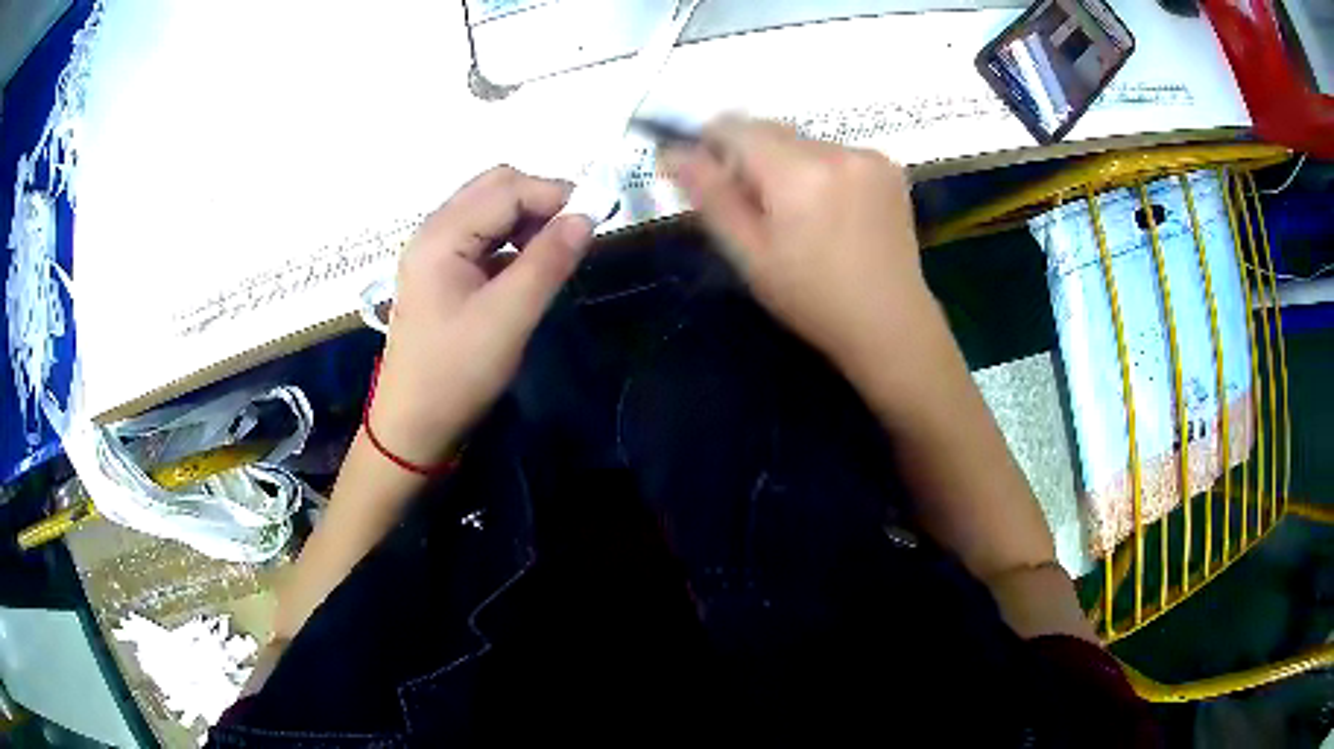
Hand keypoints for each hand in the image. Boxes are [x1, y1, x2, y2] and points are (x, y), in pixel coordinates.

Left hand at [369, 166, 593, 468]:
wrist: (414, 424)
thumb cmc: (457, 373)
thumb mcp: (509, 318)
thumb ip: (548, 261)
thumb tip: (587, 216)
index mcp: (441, 236)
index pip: (507, 189)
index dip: (555, 194)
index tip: (598, 216)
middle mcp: (433, 231)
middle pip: (494, 187)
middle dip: (540, 199)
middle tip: (576, 230)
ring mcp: (434, 250)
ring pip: (489, 208)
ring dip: (527, 217)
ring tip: (557, 249)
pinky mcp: (440, 270)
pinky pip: (482, 234)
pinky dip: (512, 238)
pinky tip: (529, 264)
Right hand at [664, 118, 931, 368]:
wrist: (889, 321)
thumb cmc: (811, 298)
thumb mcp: (749, 255)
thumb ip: (710, 195)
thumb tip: (672, 152)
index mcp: (796, 172)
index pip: (734, 126)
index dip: (710, 144)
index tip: (708, 176)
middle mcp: (834, 150)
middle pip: (770, 130)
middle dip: (751, 158)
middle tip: (757, 210)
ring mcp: (868, 155)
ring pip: (802, 142)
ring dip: (788, 164)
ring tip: (802, 217)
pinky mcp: (889, 166)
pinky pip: (836, 152)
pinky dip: (822, 170)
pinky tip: (833, 212)